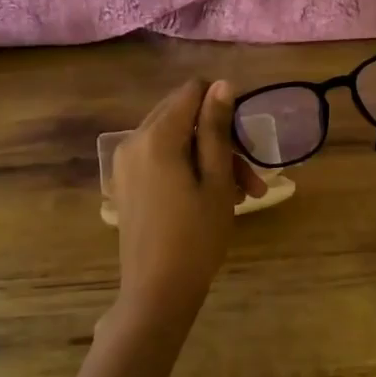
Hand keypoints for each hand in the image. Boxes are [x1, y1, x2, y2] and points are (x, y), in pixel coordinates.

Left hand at [113, 78, 265, 327]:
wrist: (156, 292)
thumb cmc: (196, 237)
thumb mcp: (216, 181)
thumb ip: (217, 129)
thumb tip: (222, 84)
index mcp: (156, 136)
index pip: (191, 92)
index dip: (222, 106)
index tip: (245, 139)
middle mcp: (133, 141)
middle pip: (182, 115)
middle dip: (220, 137)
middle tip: (250, 176)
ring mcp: (125, 164)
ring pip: (174, 140)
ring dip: (209, 158)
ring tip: (242, 195)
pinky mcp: (126, 183)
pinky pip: (160, 159)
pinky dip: (188, 169)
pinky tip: (213, 199)